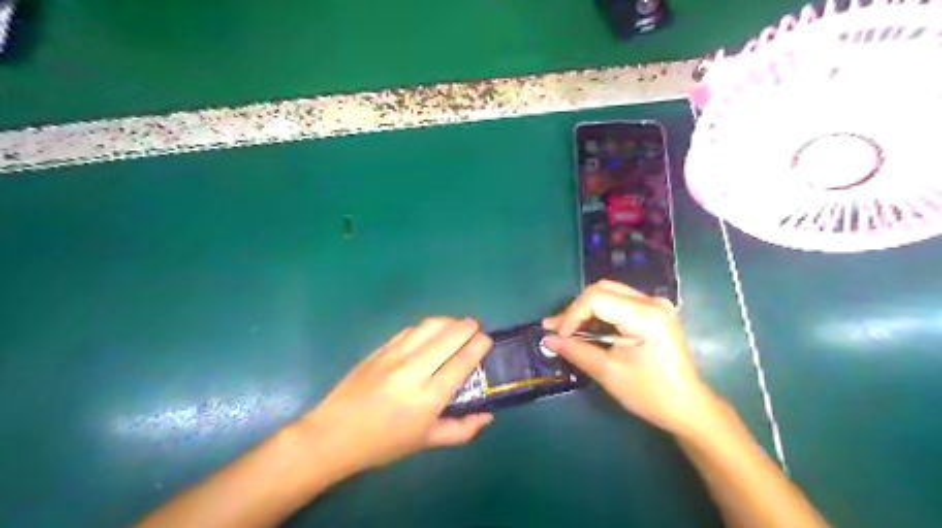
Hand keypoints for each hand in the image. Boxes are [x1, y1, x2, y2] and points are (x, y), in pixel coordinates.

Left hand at [299, 317, 493, 478]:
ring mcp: (394, 356)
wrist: (334, 434)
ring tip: (456, 326)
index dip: (479, 346)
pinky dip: (426, 327)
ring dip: (448, 322)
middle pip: (449, 337)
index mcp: (429, 397)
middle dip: (468, 328)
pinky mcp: (380, 349)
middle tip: (475, 328)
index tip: (487, 340)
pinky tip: (430, 332)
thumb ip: (461, 430)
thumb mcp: (426, 442)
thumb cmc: (384, 444)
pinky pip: (409, 330)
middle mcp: (414, 370)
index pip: (462, 361)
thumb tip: (488, 416)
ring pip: (429, 327)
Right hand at [540, 281, 719, 436]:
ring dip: (585, 310)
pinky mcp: (654, 312)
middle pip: (601, 290)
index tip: (557, 335)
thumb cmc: (650, 393)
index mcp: (646, 315)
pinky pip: (618, 302)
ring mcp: (655, 304)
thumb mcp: (608, 373)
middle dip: (575, 309)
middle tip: (556, 330)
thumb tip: (547, 340)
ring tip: (565, 329)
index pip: (596, 298)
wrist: (687, 407)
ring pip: (608, 293)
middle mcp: (652, 302)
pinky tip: (585, 328)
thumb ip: (576, 350)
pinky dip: (599, 313)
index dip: (571, 314)